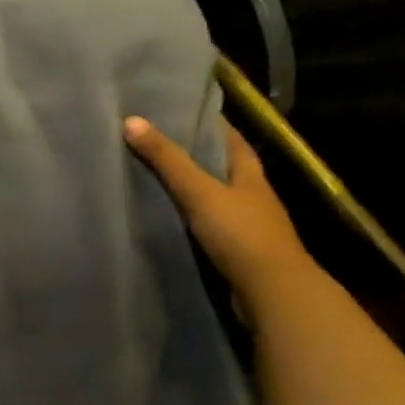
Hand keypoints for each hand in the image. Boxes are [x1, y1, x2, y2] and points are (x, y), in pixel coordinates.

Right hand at [124, 116, 313, 311]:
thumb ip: (167, 160)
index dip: (208, 123)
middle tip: (157, 142)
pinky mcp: (238, 251)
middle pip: (223, 166)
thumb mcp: (199, 191)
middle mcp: (253, 195)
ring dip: (193, 188)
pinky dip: (192, 218)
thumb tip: (131, 120)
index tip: (179, 111)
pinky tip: (170, 217)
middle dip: (196, 155)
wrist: (272, 293)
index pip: (230, 137)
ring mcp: (248, 225)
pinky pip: (211, 225)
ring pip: (216, 197)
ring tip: (155, 177)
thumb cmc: (241, 233)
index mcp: (250, 173)